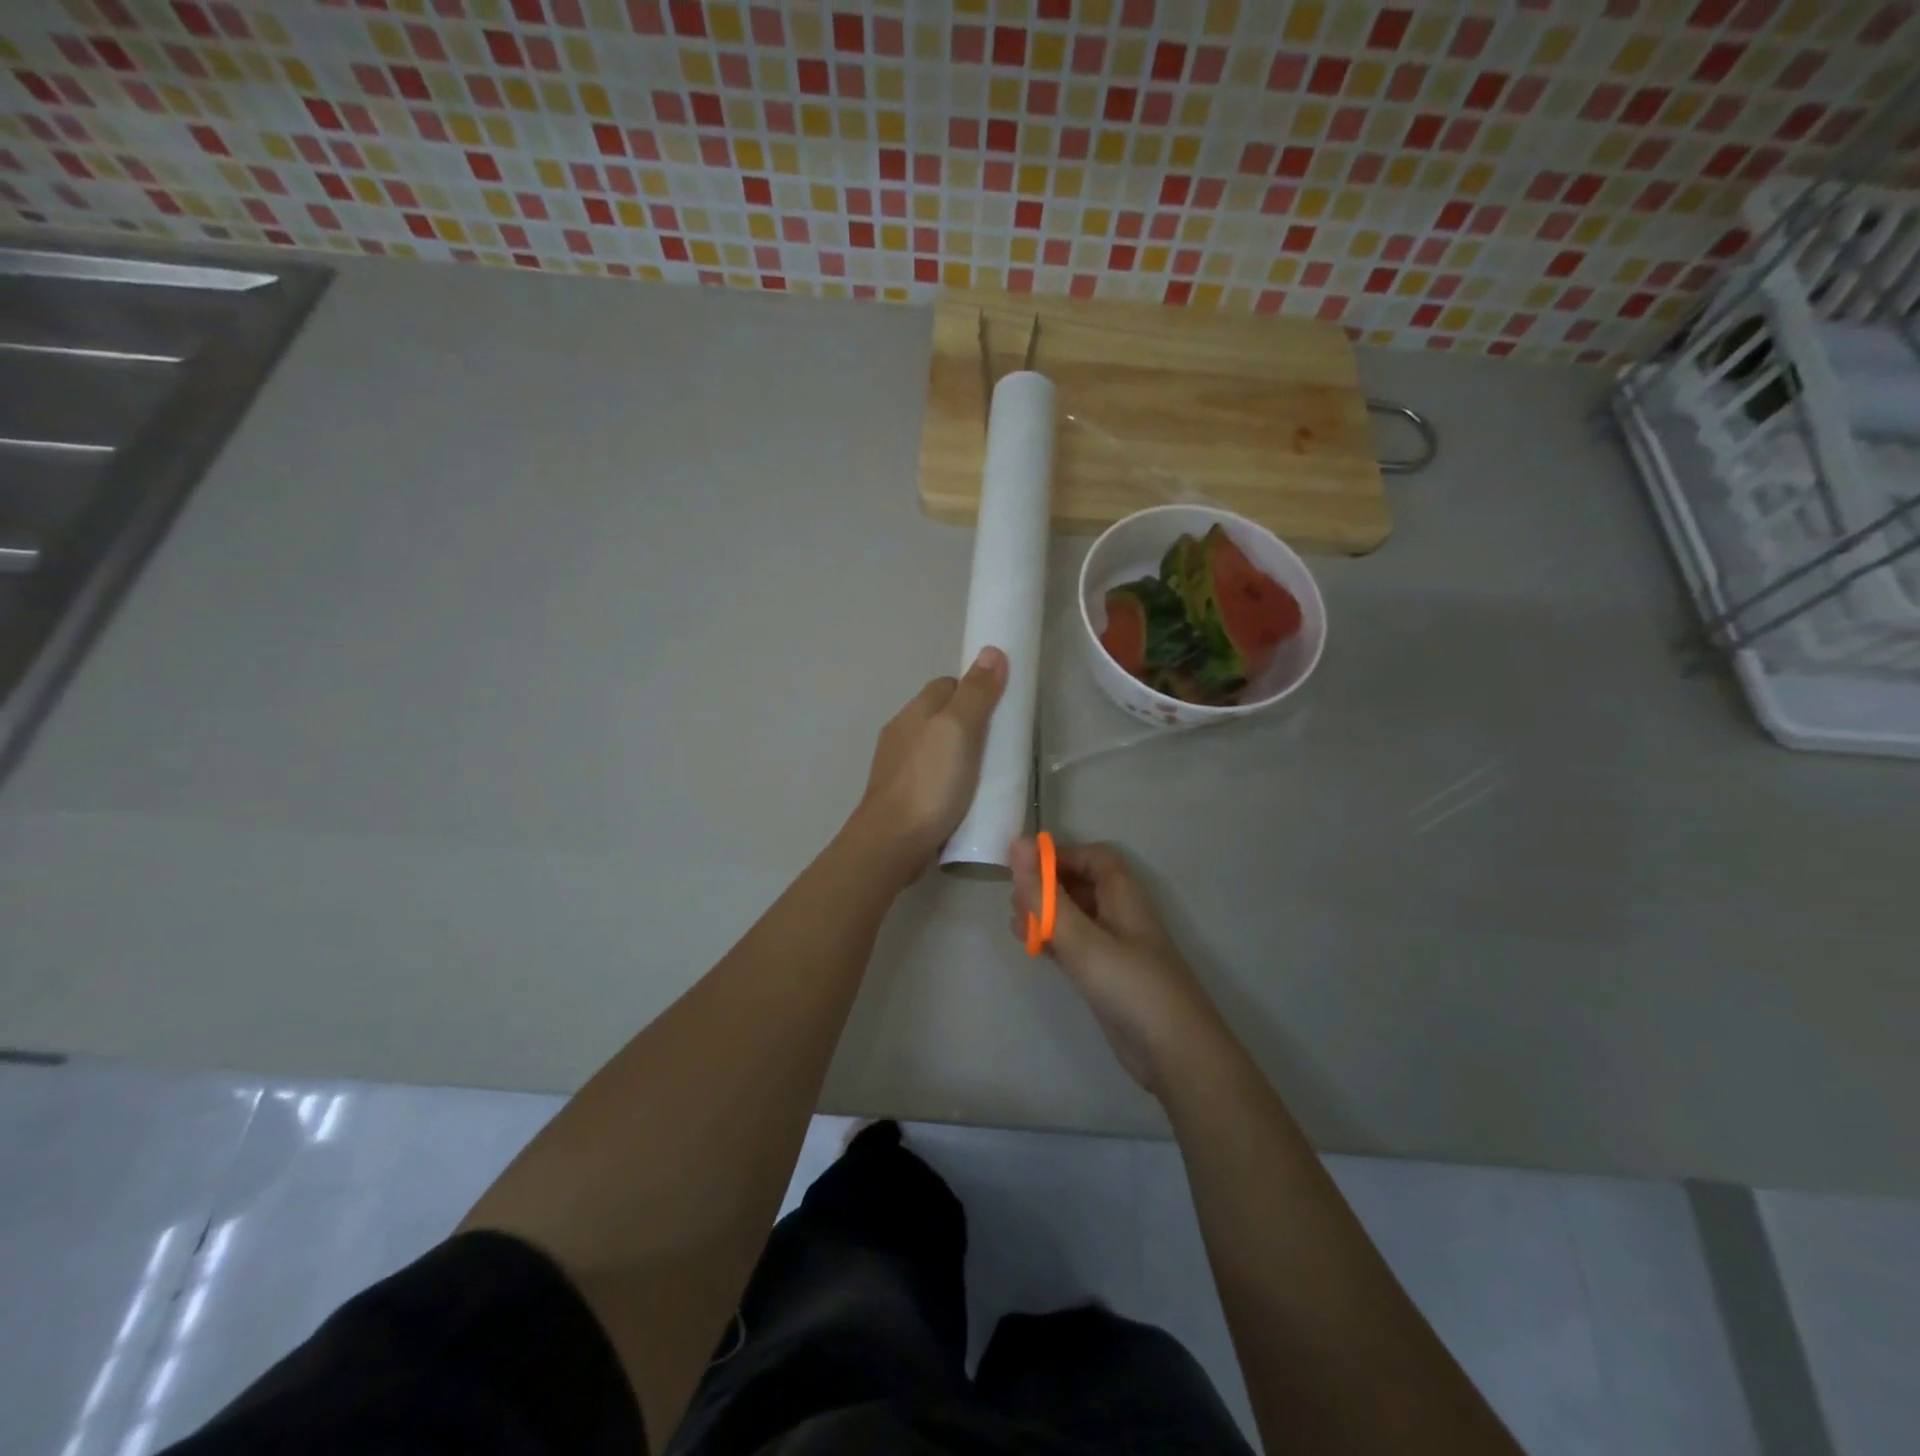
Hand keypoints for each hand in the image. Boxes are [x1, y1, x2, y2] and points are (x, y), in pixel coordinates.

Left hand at [850, 647, 1007, 883]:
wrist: (892, 842)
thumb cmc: (929, 782)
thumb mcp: (959, 731)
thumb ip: (975, 693)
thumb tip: (991, 651)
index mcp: (914, 712)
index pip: (947, 684)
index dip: (974, 690)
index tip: (1000, 708)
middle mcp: (901, 733)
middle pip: (941, 716)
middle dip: (969, 723)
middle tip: (999, 744)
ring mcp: (897, 767)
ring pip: (935, 748)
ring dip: (958, 754)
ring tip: (986, 773)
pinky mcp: (901, 796)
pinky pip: (930, 776)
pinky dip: (948, 779)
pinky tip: (963, 796)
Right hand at [1010, 838, 1227, 1097]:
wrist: (1175, 1053)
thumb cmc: (1129, 985)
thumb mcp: (1081, 938)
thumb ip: (1045, 895)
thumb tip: (1018, 843)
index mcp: (1123, 894)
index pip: (1092, 857)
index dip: (1059, 856)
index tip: (1024, 869)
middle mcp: (1121, 914)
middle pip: (1082, 884)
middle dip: (1047, 886)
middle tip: (1014, 901)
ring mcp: (1116, 946)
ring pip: (1076, 916)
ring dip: (1046, 914)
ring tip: (1016, 925)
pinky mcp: (1108, 975)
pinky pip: (1077, 945)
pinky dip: (1054, 940)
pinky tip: (1032, 949)